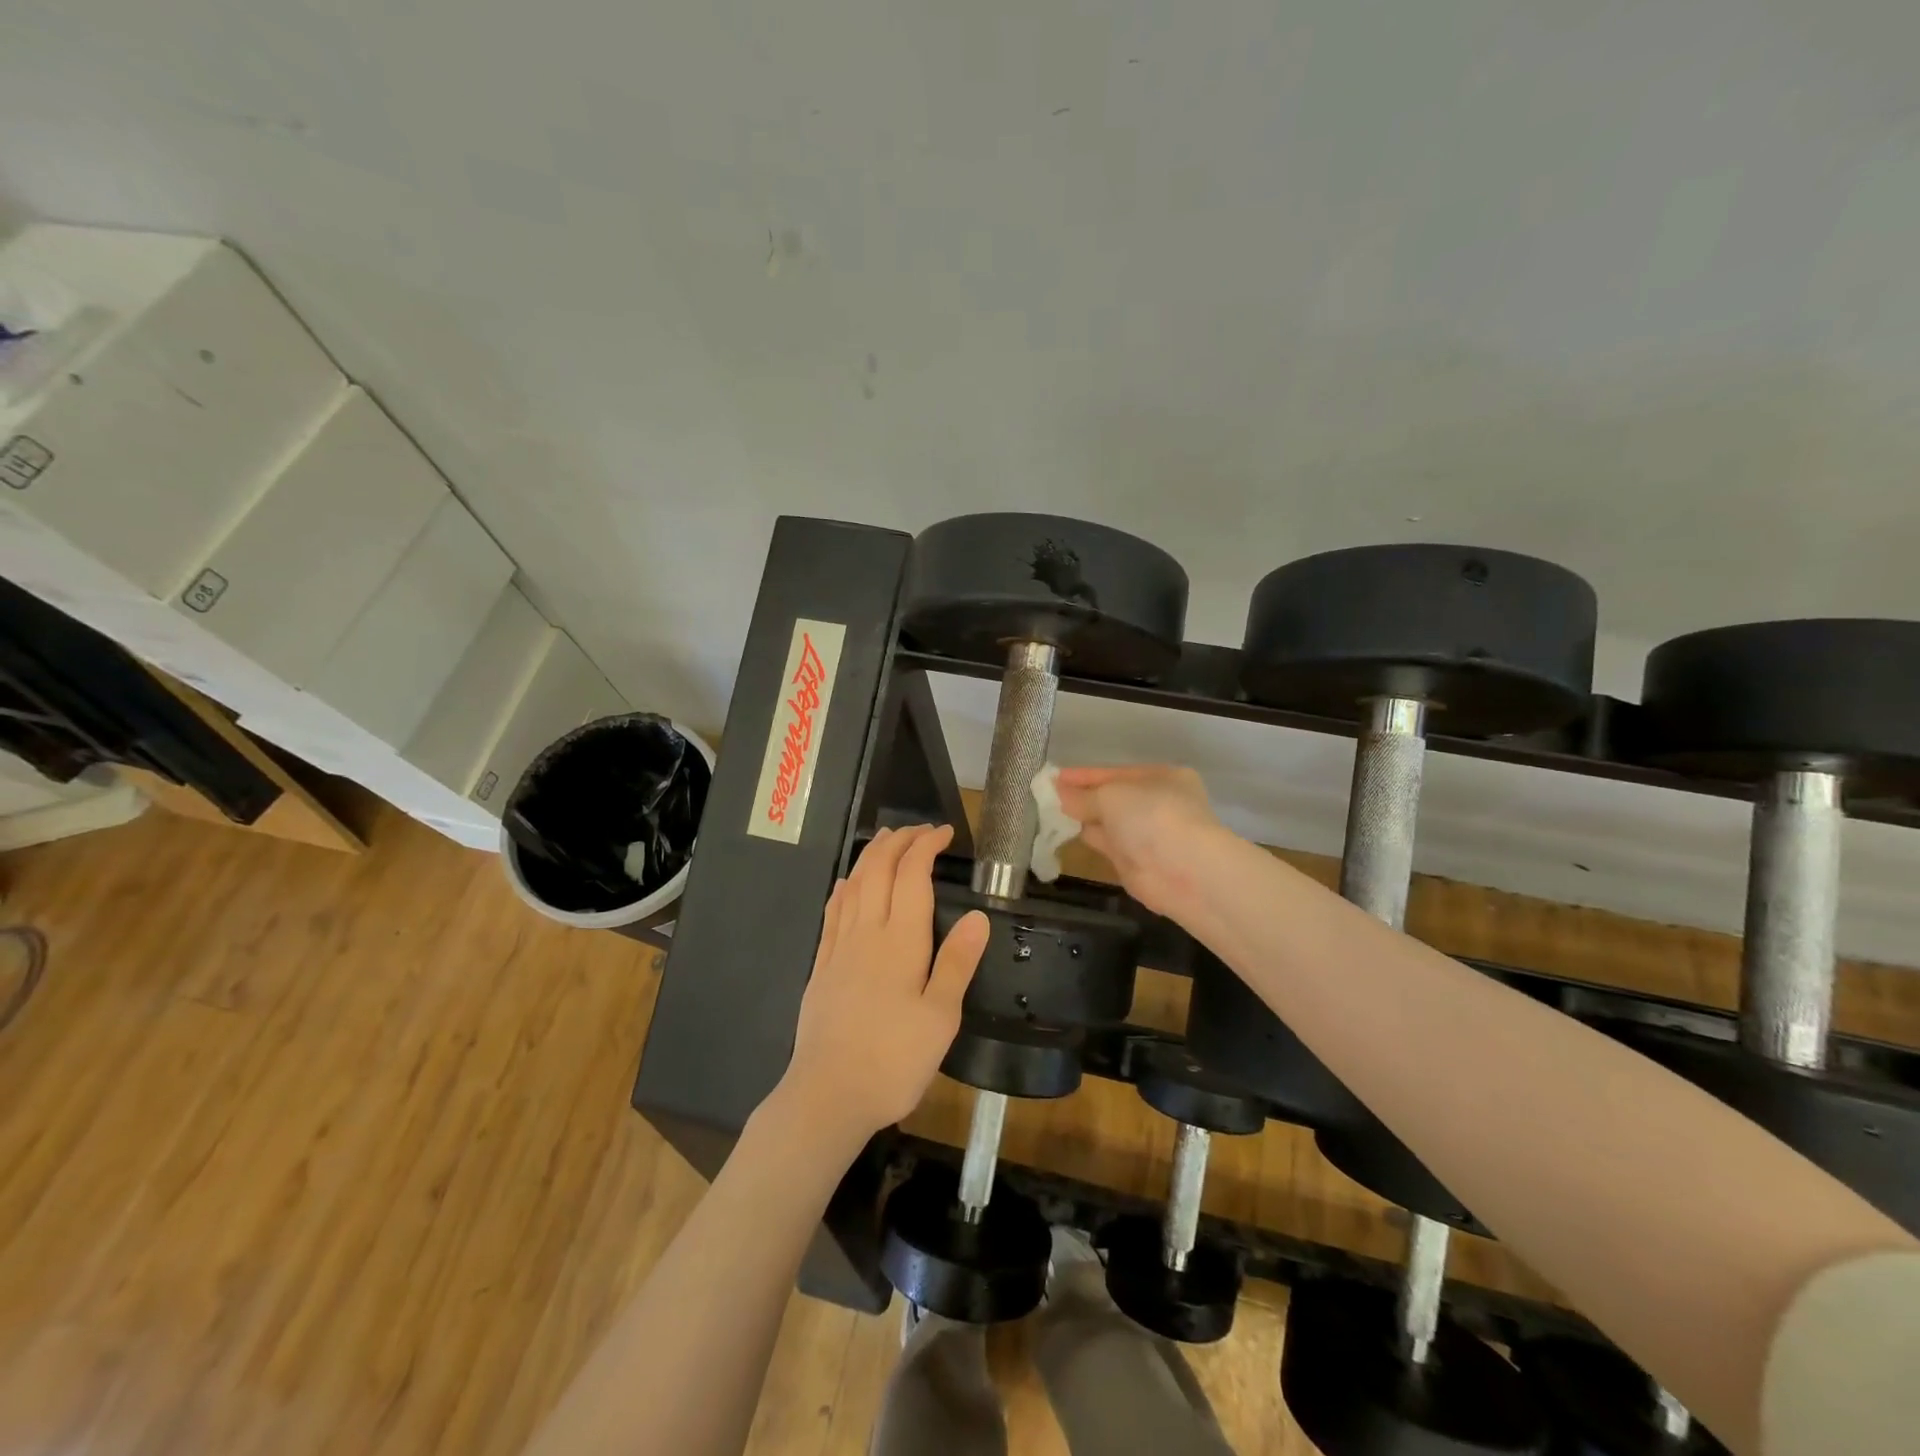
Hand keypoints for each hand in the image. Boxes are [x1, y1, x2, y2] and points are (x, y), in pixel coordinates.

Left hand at [776, 824, 989, 1147]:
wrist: (828, 1094)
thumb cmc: (894, 1059)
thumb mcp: (941, 1017)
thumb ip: (957, 962)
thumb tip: (976, 915)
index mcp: (901, 940)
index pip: (912, 874)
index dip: (926, 845)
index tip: (944, 832)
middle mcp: (867, 932)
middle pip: (879, 870)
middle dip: (898, 841)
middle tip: (919, 829)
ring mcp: (839, 947)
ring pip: (854, 885)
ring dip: (871, 855)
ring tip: (885, 839)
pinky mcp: (822, 967)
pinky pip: (832, 912)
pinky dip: (844, 888)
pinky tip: (846, 884)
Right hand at [1054, 765, 1226, 915]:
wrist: (1183, 870)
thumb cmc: (1151, 816)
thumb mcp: (1111, 796)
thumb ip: (1082, 795)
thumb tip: (1059, 793)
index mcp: (1161, 777)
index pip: (1115, 773)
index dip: (1084, 775)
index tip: (1053, 777)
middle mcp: (1157, 803)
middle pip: (1112, 798)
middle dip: (1082, 796)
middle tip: (1046, 796)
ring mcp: (1148, 834)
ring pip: (1108, 822)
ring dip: (1082, 818)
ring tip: (1047, 813)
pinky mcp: (1136, 862)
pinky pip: (1106, 843)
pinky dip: (1087, 837)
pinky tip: (1063, 833)